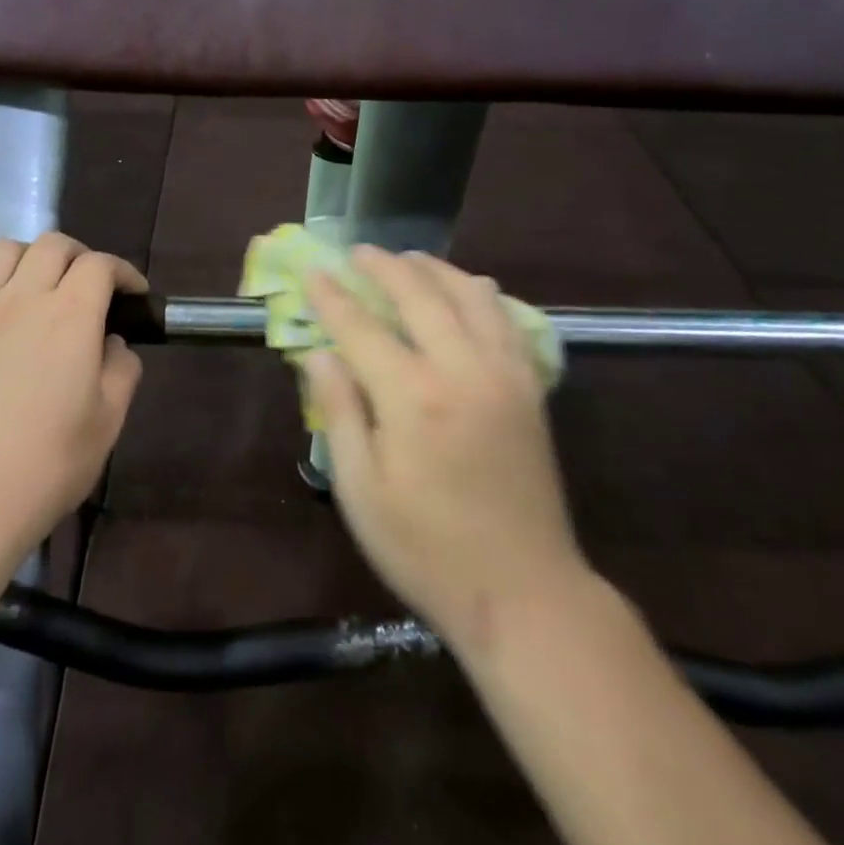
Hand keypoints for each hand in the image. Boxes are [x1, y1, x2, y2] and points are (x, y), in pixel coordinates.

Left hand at [0, 234, 145, 558]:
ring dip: (29, 259)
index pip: (100, 265)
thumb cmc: (47, 465)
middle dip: (79, 256)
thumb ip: (121, 371)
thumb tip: (112, 344)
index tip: (133, 295)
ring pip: (2, 252)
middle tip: (89, 287)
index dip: (123, 272)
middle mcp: (22, 299)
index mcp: (70, 316)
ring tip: (38, 288)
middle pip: (52, 245)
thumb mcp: (108, 422)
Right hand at [304, 247, 589, 651]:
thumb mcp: (362, 491)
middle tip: (360, 252)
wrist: (524, 592)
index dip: (332, 296)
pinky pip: (508, 321)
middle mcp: (462, 370)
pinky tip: (468, 292)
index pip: (361, 327)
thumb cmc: (427, 549)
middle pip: (420, 295)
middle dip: (385, 267)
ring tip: (410, 260)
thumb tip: (317, 354)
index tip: (313, 270)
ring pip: (471, 296)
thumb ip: (339, 412)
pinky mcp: (531, 389)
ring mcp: (505, 375)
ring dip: (436, 270)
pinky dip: (482, 296)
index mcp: (412, 397)